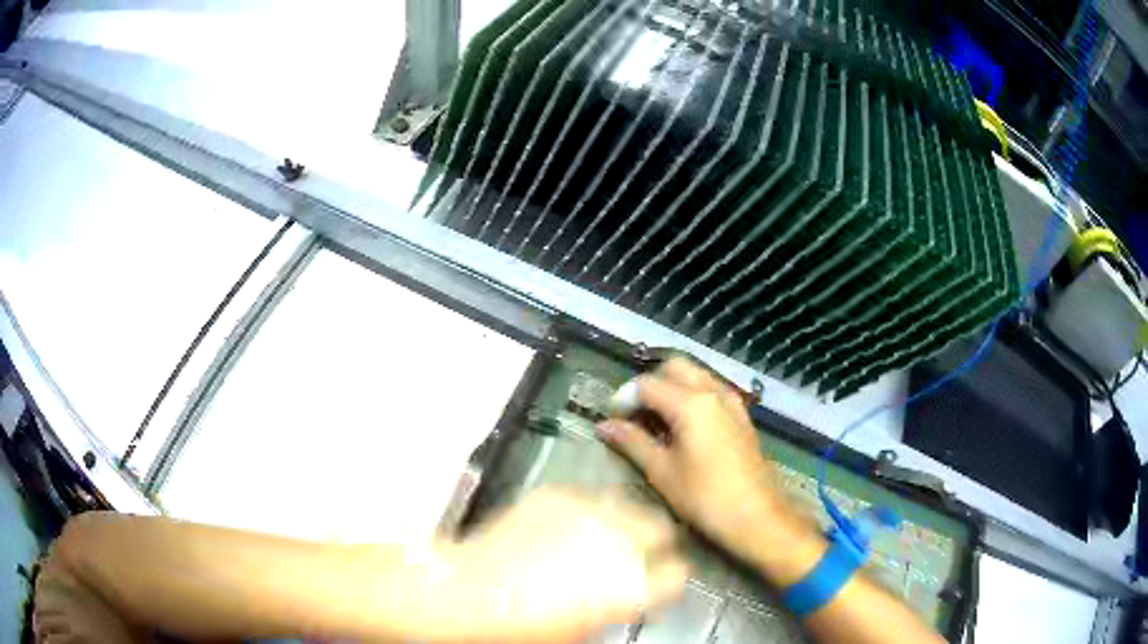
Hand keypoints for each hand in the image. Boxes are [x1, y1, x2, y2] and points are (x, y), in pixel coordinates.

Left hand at [430, 488, 688, 642]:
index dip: (669, 580)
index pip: (679, 573)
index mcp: (633, 583)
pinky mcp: (554, 495)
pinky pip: (583, 497)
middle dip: (651, 543)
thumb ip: (618, 607)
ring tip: (600, 537)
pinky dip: (581, 511)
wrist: (468, 597)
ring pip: (626, 504)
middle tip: (632, 556)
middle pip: (660, 528)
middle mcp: (618, 540)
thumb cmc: (523, 629)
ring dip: (620, 522)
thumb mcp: (584, 630)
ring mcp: (586, 511)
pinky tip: (562, 527)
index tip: (659, 582)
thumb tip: (625, 595)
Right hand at [597, 358, 824, 586]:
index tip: (611, 420)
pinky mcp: (742, 415)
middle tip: (634, 415)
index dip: (623, 398)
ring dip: (672, 388)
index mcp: (690, 402)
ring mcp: (731, 401)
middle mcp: (713, 391)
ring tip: (657, 421)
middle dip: (650, 385)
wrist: (756, 515)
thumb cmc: (704, 497)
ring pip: (696, 375)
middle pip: (674, 367)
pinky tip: (684, 427)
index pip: (646, 385)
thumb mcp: (662, 471)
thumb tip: (603, 425)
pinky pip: (712, 390)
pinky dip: (693, 396)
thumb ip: (632, 442)